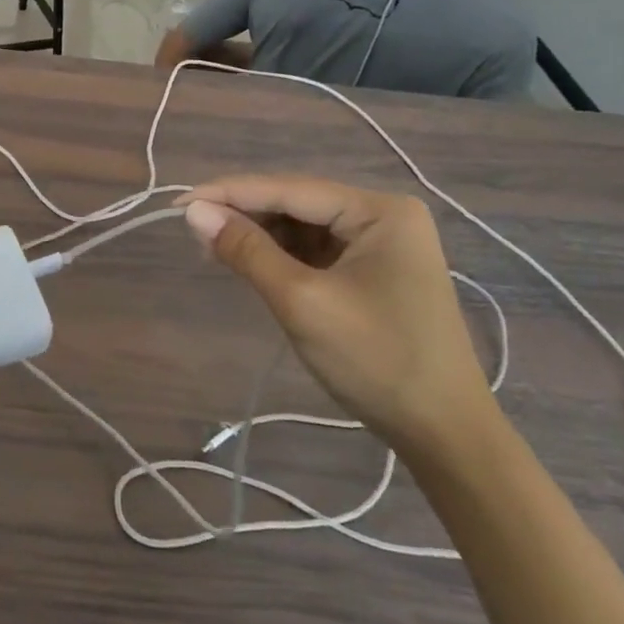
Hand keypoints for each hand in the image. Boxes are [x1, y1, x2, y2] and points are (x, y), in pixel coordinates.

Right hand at [182, 177, 496, 460]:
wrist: (444, 434)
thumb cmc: (376, 361)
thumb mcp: (301, 301)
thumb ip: (246, 250)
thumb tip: (193, 212)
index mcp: (379, 211)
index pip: (289, 189)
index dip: (230, 193)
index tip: (178, 203)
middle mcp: (384, 216)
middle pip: (296, 204)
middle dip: (244, 216)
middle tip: (192, 231)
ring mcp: (382, 245)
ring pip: (302, 228)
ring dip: (259, 237)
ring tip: (212, 250)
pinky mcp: (374, 272)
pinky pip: (315, 251)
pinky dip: (280, 257)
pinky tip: (249, 264)